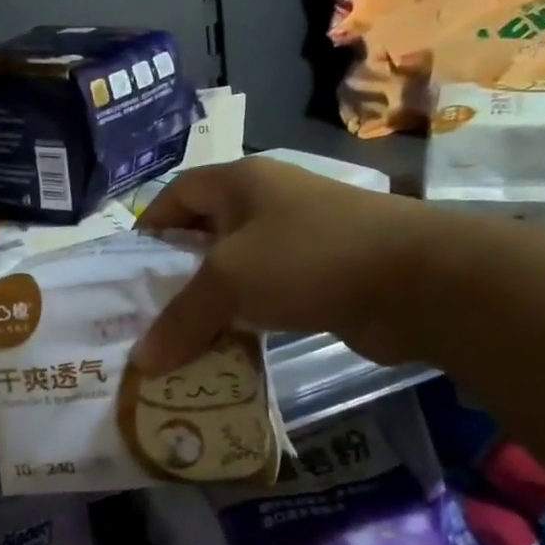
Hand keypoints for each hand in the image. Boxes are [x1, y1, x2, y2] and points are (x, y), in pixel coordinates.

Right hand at [131, 157, 444, 373]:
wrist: (415, 279)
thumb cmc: (307, 257)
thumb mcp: (229, 282)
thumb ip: (180, 319)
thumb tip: (141, 362)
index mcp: (240, 181)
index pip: (176, 194)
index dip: (149, 227)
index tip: (128, 272)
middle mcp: (267, 201)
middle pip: (205, 233)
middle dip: (176, 273)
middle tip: (148, 315)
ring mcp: (299, 237)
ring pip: (237, 269)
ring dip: (211, 302)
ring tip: (180, 339)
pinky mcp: (322, 274)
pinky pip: (268, 294)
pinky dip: (246, 318)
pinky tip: (228, 348)